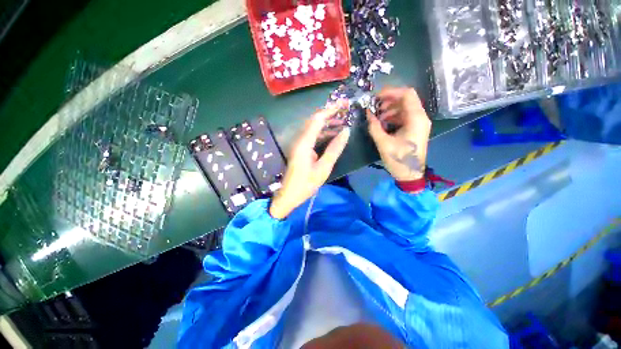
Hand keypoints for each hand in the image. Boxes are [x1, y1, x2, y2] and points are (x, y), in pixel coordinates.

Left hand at [269, 101, 350, 218]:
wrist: (288, 195)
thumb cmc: (306, 184)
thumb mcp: (323, 168)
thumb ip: (334, 149)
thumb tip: (346, 131)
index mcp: (304, 143)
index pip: (317, 119)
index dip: (331, 109)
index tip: (344, 104)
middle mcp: (299, 140)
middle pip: (314, 120)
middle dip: (330, 114)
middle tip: (345, 111)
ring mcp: (299, 144)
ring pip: (313, 128)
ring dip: (327, 124)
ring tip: (342, 123)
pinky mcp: (300, 149)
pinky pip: (312, 136)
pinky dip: (323, 133)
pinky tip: (332, 135)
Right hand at [367, 87, 430, 180]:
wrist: (410, 175)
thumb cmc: (398, 160)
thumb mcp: (383, 143)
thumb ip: (374, 126)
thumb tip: (368, 113)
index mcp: (416, 119)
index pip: (407, 94)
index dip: (390, 92)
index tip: (375, 97)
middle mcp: (421, 117)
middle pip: (406, 99)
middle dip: (389, 100)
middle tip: (375, 107)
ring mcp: (419, 123)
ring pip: (405, 107)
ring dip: (390, 109)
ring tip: (377, 117)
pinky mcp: (415, 129)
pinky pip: (405, 116)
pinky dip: (393, 116)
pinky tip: (384, 123)